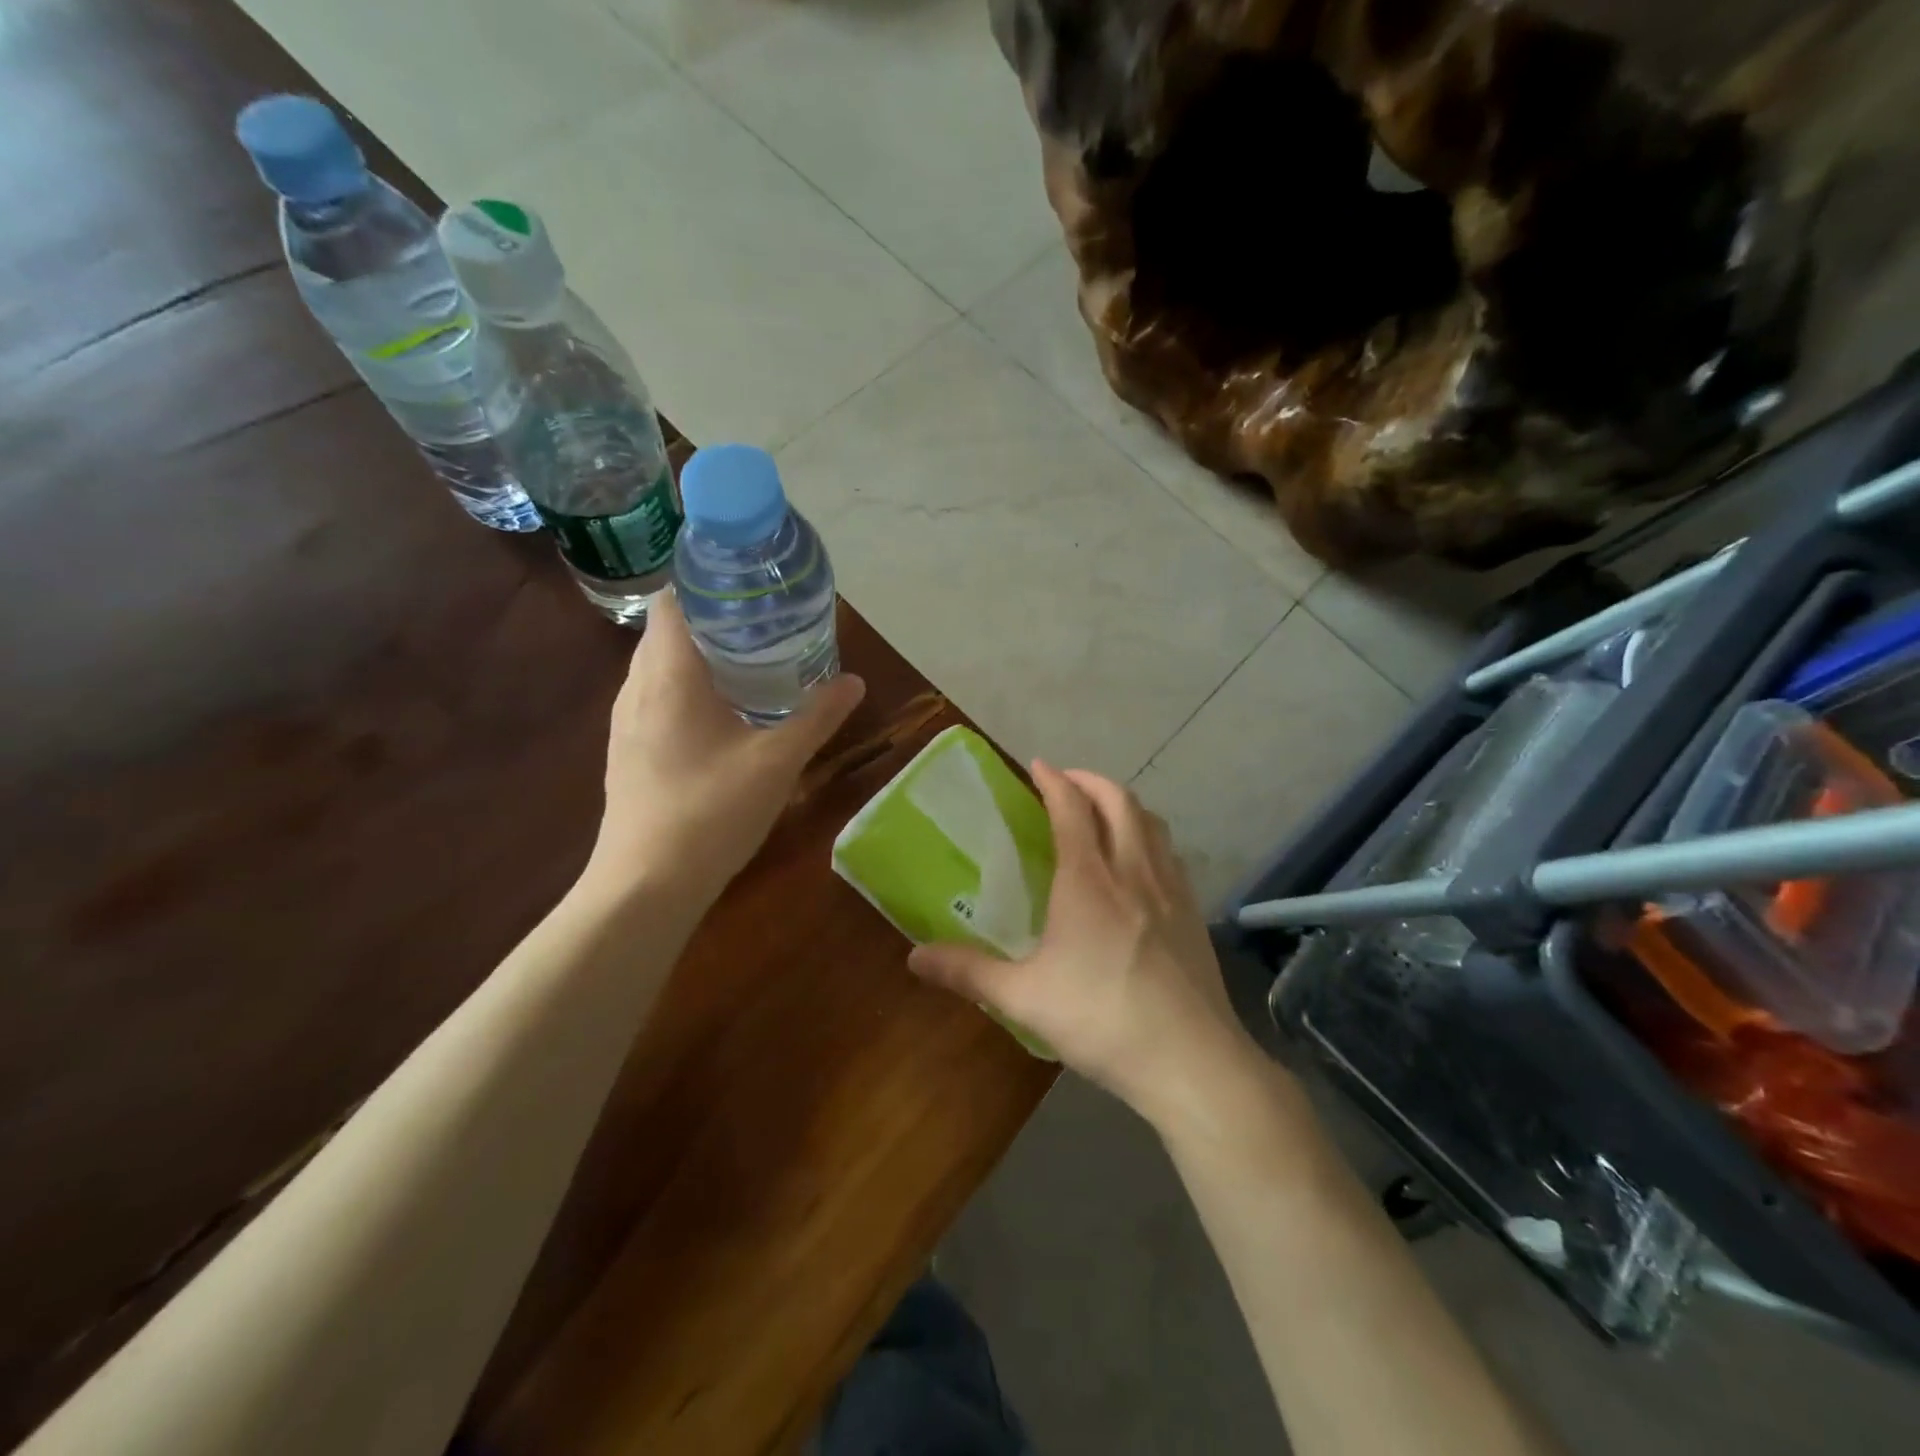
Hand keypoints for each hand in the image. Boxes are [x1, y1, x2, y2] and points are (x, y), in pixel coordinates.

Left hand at [583, 591, 864, 904]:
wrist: (646, 885)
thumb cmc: (711, 810)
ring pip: (659, 669)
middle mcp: (636, 688)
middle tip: (763, 625)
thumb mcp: (778, 761)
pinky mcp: (627, 753)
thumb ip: (818, 717)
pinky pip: (655, 700)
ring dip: (698, 659)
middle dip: (712, 622)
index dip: (706, 585)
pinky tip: (722, 718)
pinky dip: (686, 692)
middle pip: (668, 632)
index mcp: (668, 674)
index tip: (749, 589)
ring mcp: (625, 723)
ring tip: (749, 664)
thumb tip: (855, 681)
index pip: (674, 600)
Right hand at [908, 762, 1261, 1133]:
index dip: (1054, 780)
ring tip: (1103, 812)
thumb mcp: (1024, 998)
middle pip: (1119, 801)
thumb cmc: (1102, 1019)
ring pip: (1151, 822)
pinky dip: (1149, 835)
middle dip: (1091, 781)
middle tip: (1067, 782)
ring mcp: (1170, 889)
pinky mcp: (1193, 912)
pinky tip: (1140, 863)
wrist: (1191, 1059)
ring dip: (1124, 803)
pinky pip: (1170, 853)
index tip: (1037, 765)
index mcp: (1088, 880)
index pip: (1072, 809)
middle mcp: (1133, 870)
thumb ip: (968, 973)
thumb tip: (913, 958)